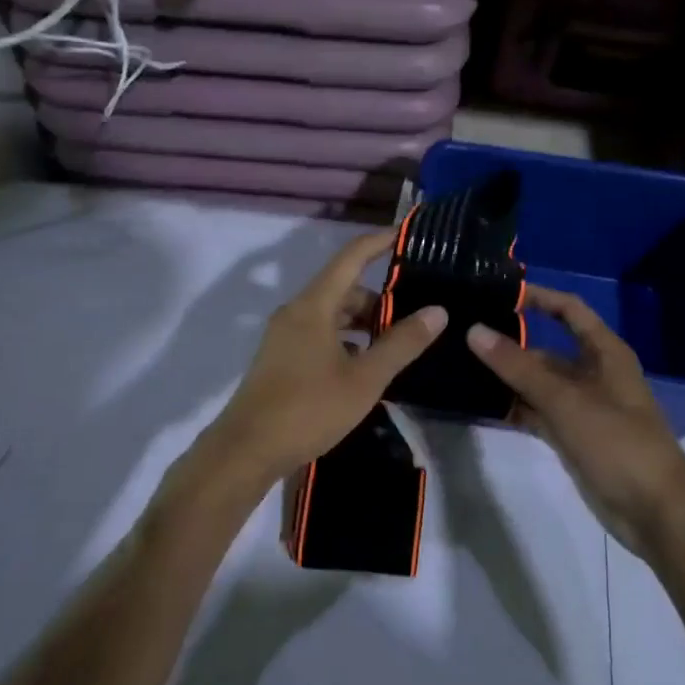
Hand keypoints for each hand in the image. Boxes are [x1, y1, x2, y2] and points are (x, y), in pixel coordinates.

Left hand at [205, 231, 446, 486]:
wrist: (247, 450)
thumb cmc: (309, 408)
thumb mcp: (365, 378)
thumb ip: (402, 343)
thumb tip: (437, 311)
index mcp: (314, 305)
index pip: (351, 257)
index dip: (380, 242)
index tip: (407, 234)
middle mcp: (296, 312)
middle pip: (343, 288)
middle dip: (379, 297)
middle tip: (415, 312)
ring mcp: (285, 336)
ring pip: (331, 315)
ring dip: (363, 322)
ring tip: (396, 343)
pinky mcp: (281, 358)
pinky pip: (320, 334)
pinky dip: (346, 340)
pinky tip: (365, 366)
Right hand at [466, 285, 684, 555]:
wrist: (655, 512)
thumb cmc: (618, 443)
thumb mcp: (566, 400)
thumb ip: (518, 367)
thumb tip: (474, 331)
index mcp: (605, 353)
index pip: (569, 310)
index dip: (539, 298)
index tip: (498, 294)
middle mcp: (593, 373)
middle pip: (547, 349)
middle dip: (510, 344)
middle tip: (463, 337)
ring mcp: (582, 407)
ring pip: (539, 383)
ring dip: (508, 379)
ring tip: (461, 368)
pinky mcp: (573, 437)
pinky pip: (539, 413)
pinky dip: (516, 408)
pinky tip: (483, 406)